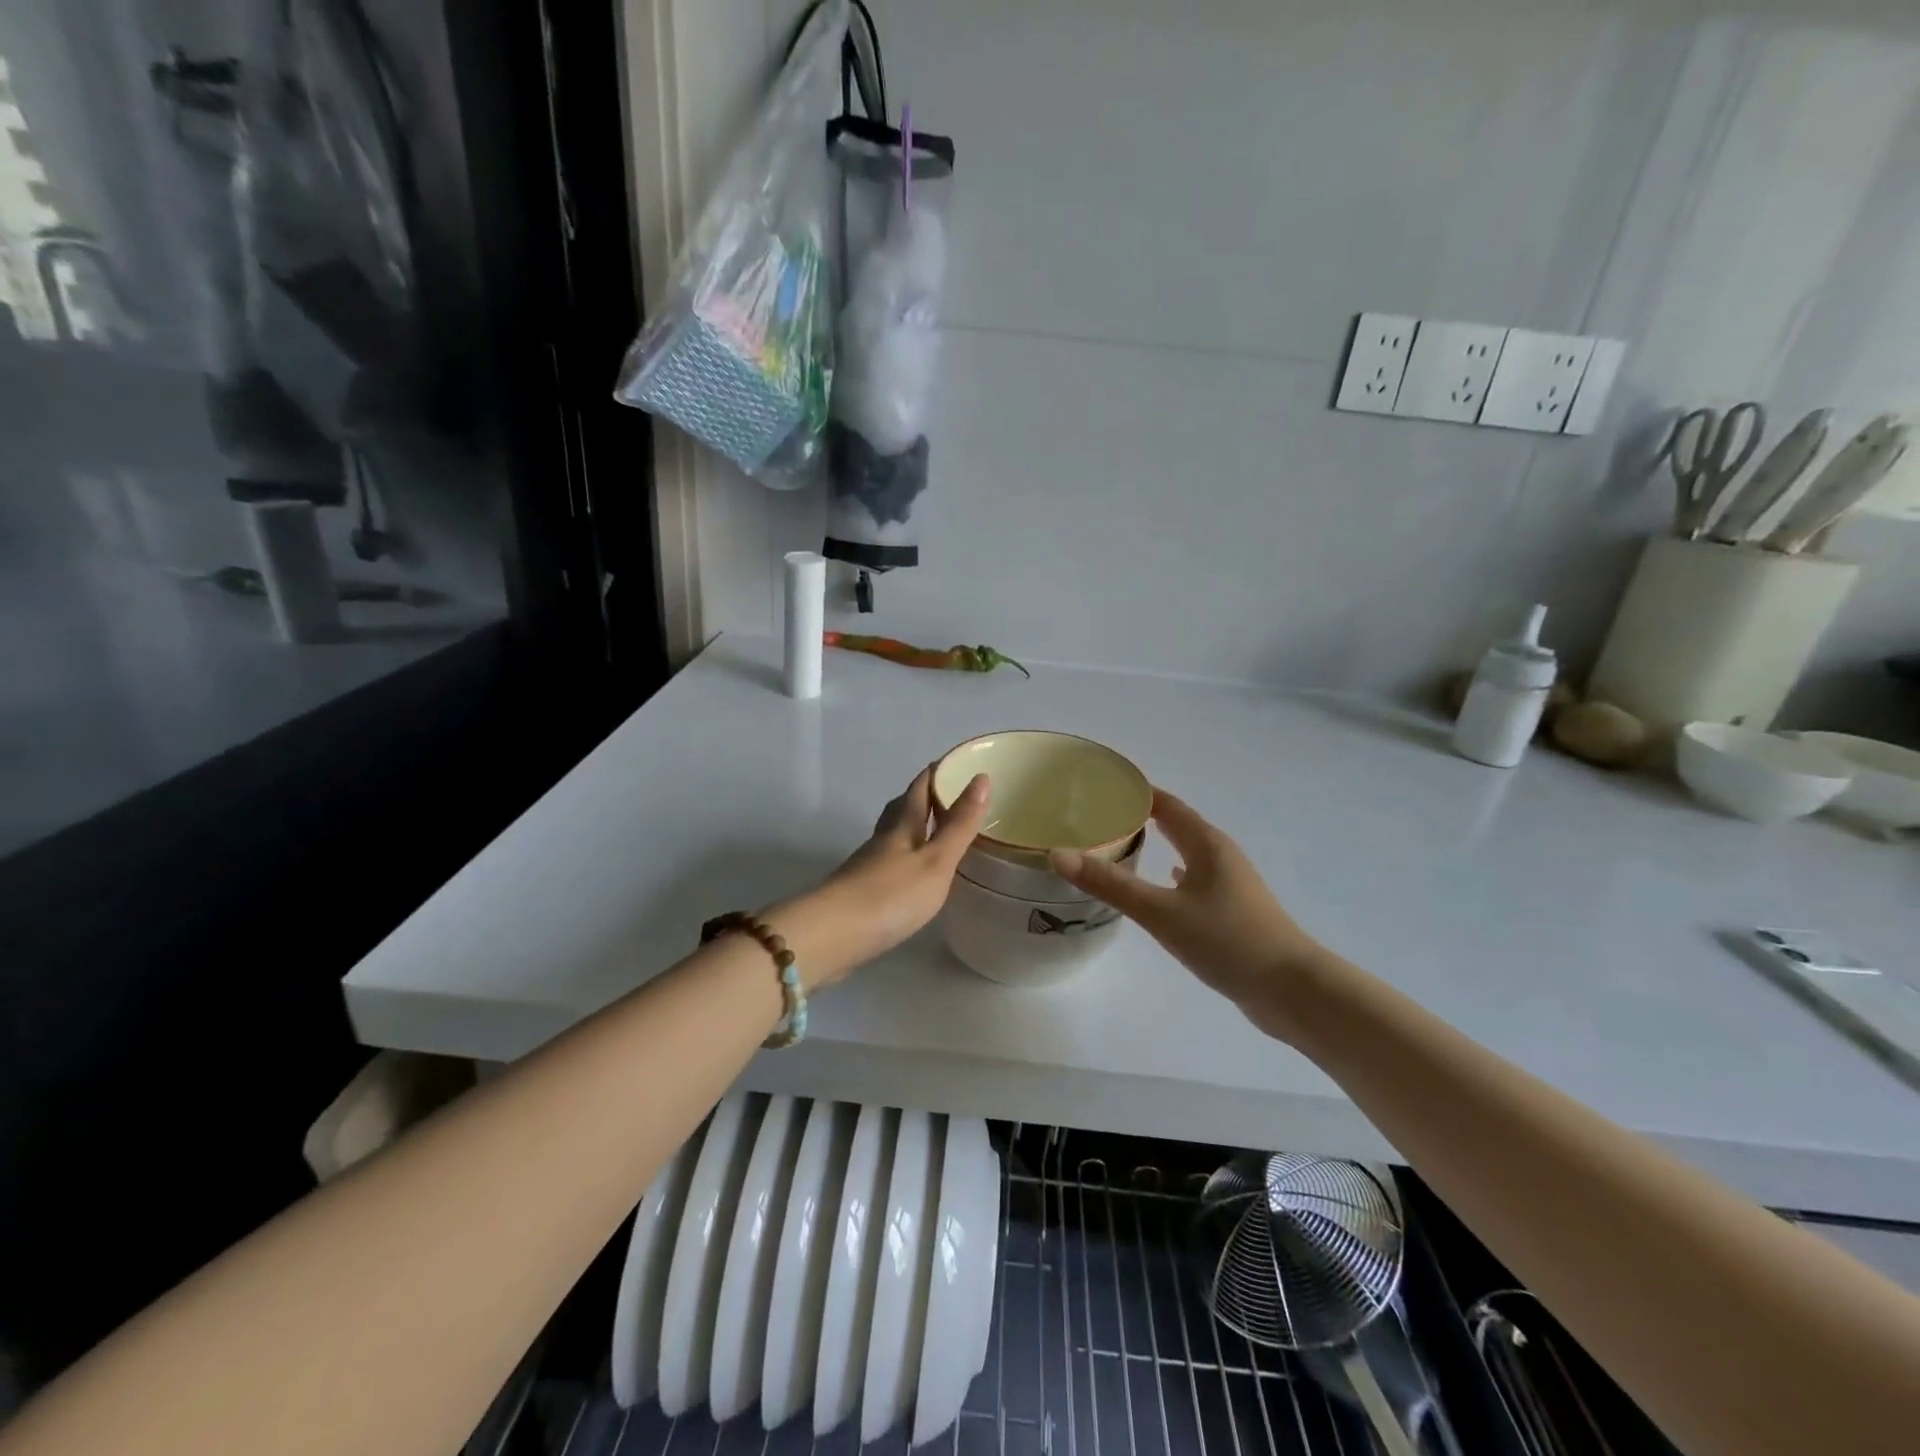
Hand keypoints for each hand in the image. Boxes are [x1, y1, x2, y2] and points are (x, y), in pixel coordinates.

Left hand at [767, 766, 989, 987]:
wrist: (830, 937)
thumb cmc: (889, 896)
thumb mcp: (935, 861)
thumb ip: (959, 825)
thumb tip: (981, 778)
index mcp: (901, 826)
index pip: (920, 787)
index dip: (938, 772)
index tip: (958, 762)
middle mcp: (882, 839)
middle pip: (902, 808)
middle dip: (923, 797)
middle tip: (949, 794)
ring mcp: (867, 866)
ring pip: (893, 836)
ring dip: (913, 828)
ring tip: (936, 831)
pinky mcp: (860, 893)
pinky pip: (888, 864)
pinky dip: (904, 858)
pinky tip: (912, 873)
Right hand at [1048, 790, 1325, 1038]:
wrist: (1291, 990)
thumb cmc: (1227, 940)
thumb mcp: (1161, 912)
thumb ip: (1110, 884)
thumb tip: (1057, 853)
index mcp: (1206, 843)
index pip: (1166, 804)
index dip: (1135, 792)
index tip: (1099, 786)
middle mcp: (1219, 855)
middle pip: (1177, 824)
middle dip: (1141, 816)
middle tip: (1099, 815)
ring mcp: (1230, 884)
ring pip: (1186, 852)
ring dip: (1157, 844)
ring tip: (1119, 845)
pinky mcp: (1233, 911)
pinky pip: (1194, 880)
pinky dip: (1172, 875)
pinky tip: (1161, 885)